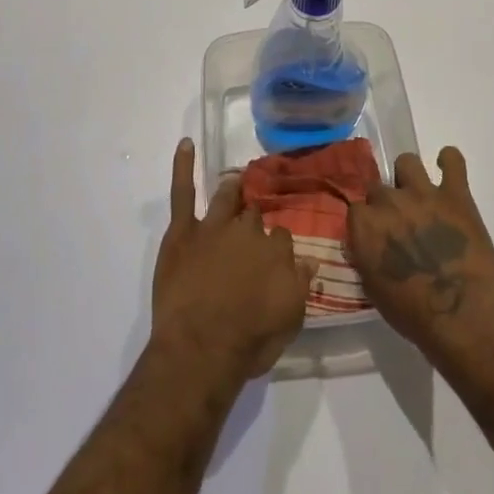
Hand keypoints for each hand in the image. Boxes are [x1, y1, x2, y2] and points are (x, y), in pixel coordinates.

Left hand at [150, 140, 318, 383]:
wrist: (201, 349)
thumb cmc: (249, 341)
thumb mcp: (290, 320)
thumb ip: (301, 285)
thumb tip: (310, 260)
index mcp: (277, 251)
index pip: (282, 236)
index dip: (277, 245)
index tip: (274, 255)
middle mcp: (249, 231)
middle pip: (254, 215)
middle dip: (255, 217)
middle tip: (251, 227)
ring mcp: (214, 226)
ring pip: (226, 198)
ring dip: (232, 190)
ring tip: (236, 182)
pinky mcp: (183, 231)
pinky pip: (183, 192)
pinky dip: (183, 166)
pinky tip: (185, 144)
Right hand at [347, 146, 493, 353]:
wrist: (461, 315)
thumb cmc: (412, 314)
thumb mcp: (373, 289)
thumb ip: (365, 256)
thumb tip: (365, 243)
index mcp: (364, 225)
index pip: (356, 209)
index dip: (368, 223)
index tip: (376, 237)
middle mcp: (389, 201)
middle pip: (379, 188)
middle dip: (387, 204)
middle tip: (401, 224)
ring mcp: (423, 193)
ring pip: (407, 162)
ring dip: (410, 177)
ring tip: (420, 195)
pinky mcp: (456, 194)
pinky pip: (453, 160)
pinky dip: (450, 161)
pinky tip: (448, 169)